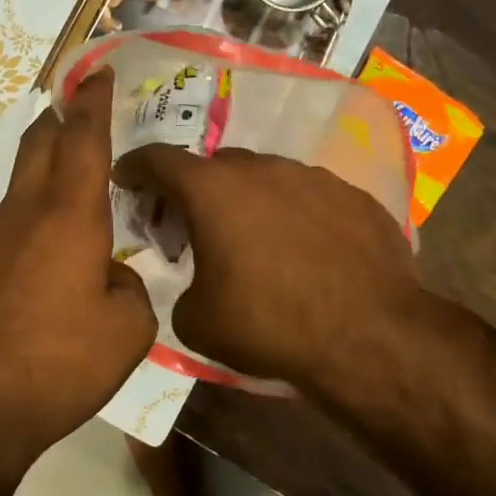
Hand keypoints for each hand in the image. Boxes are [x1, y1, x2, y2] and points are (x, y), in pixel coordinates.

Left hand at [0, 69, 156, 477]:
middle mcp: (20, 214)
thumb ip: (129, 289)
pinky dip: (19, 238)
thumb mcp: (127, 333)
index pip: (84, 139)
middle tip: (75, 114)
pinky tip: (27, 283)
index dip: (93, 101)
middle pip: (38, 145)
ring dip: (41, 189)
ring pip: (17, 195)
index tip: (96, 73)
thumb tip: (109, 276)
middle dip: (59, 121)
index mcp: (69, 218)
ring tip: (64, 226)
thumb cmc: (57, 367)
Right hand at [113, 145, 436, 393]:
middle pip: (214, 166)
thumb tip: (196, 283)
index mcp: (212, 190)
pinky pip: (308, 196)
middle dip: (196, 188)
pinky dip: (294, 214)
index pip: (158, 159)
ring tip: (254, 238)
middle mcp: (261, 169)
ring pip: (265, 177)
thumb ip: (180, 288)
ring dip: (249, 199)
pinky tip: (304, 250)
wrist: (370, 336)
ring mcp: (312, 177)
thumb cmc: (269, 324)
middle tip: (192, 221)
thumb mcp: (197, 321)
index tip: (125, 178)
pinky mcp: (352, 196)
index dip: (134, 166)